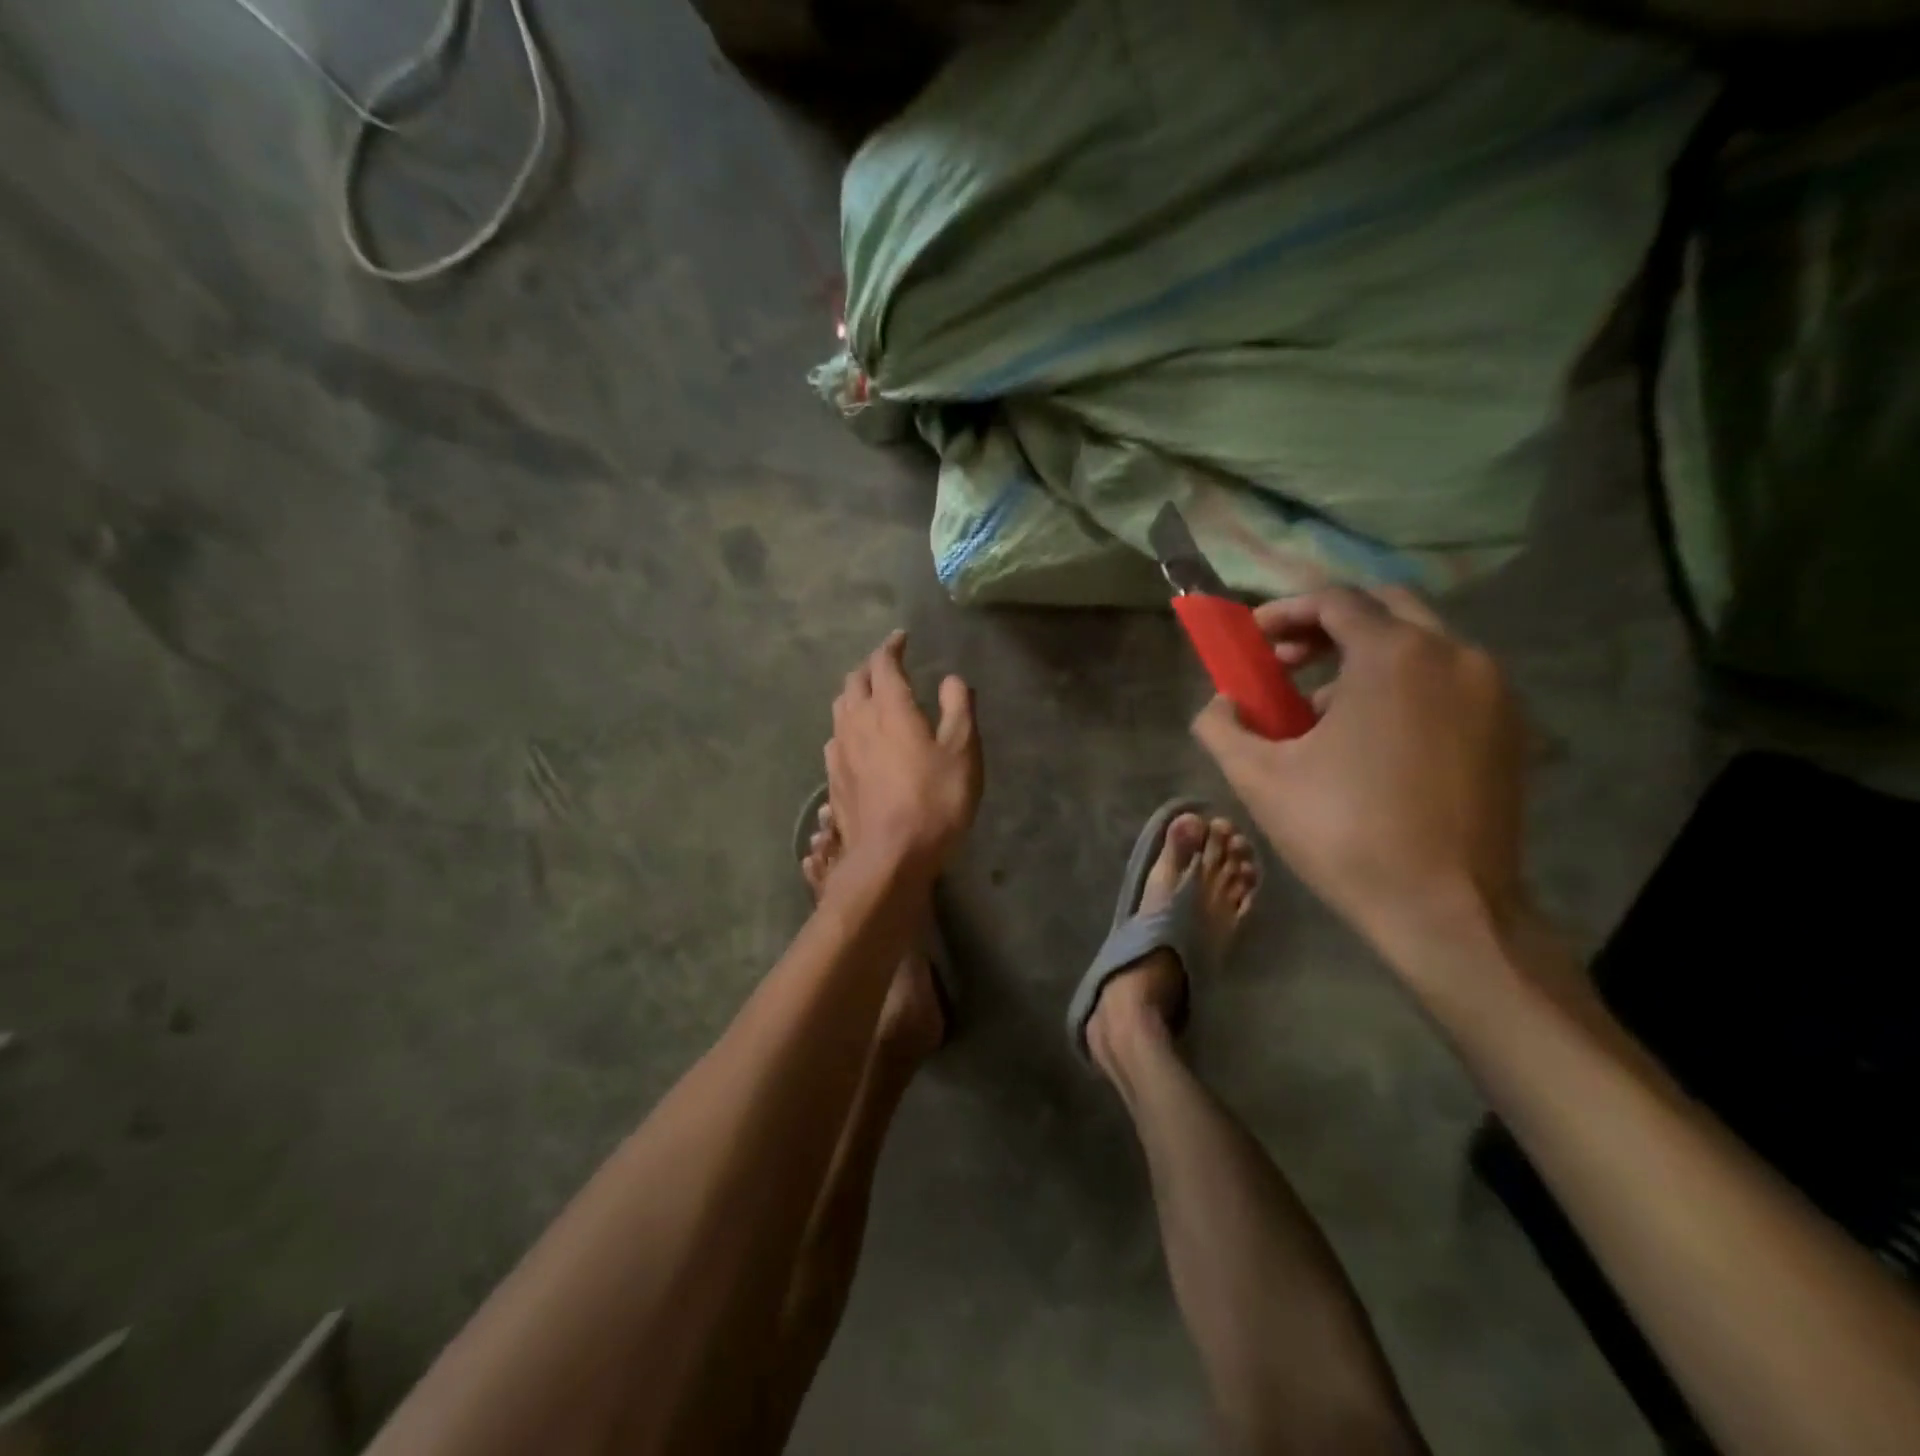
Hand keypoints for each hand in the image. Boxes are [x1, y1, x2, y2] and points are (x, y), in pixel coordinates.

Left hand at [825, 630, 981, 871]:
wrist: (889, 857)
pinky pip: (835, 738)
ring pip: (839, 708)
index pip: (883, 664)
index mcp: (889, 707)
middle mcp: (857, 721)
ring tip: (870, 696)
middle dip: (870, 667)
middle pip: (854, 681)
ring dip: (854, 694)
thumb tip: (951, 680)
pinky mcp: (833, 778)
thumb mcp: (963, 752)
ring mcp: (840, 751)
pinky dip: (847, 725)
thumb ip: (959, 709)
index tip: (901, 638)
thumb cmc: (934, 801)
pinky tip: (856, 739)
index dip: (892, 647)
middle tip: (887, 666)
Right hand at [1191, 587, 1525, 971]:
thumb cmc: (1344, 833)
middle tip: (1287, 663)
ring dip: (1364, 658)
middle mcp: (1454, 655)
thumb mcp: (1257, 777)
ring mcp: (1492, 691)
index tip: (1254, 644)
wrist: (1446, 910)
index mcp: (1394, 656)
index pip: (1335, 600)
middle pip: (1384, 608)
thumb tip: (1218, 704)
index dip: (1284, 613)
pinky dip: (1402, 686)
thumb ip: (1221, 725)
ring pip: (1419, 644)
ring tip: (1321, 712)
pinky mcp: (1509, 729)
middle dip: (1327, 626)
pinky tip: (1372, 740)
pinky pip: (1446, 680)